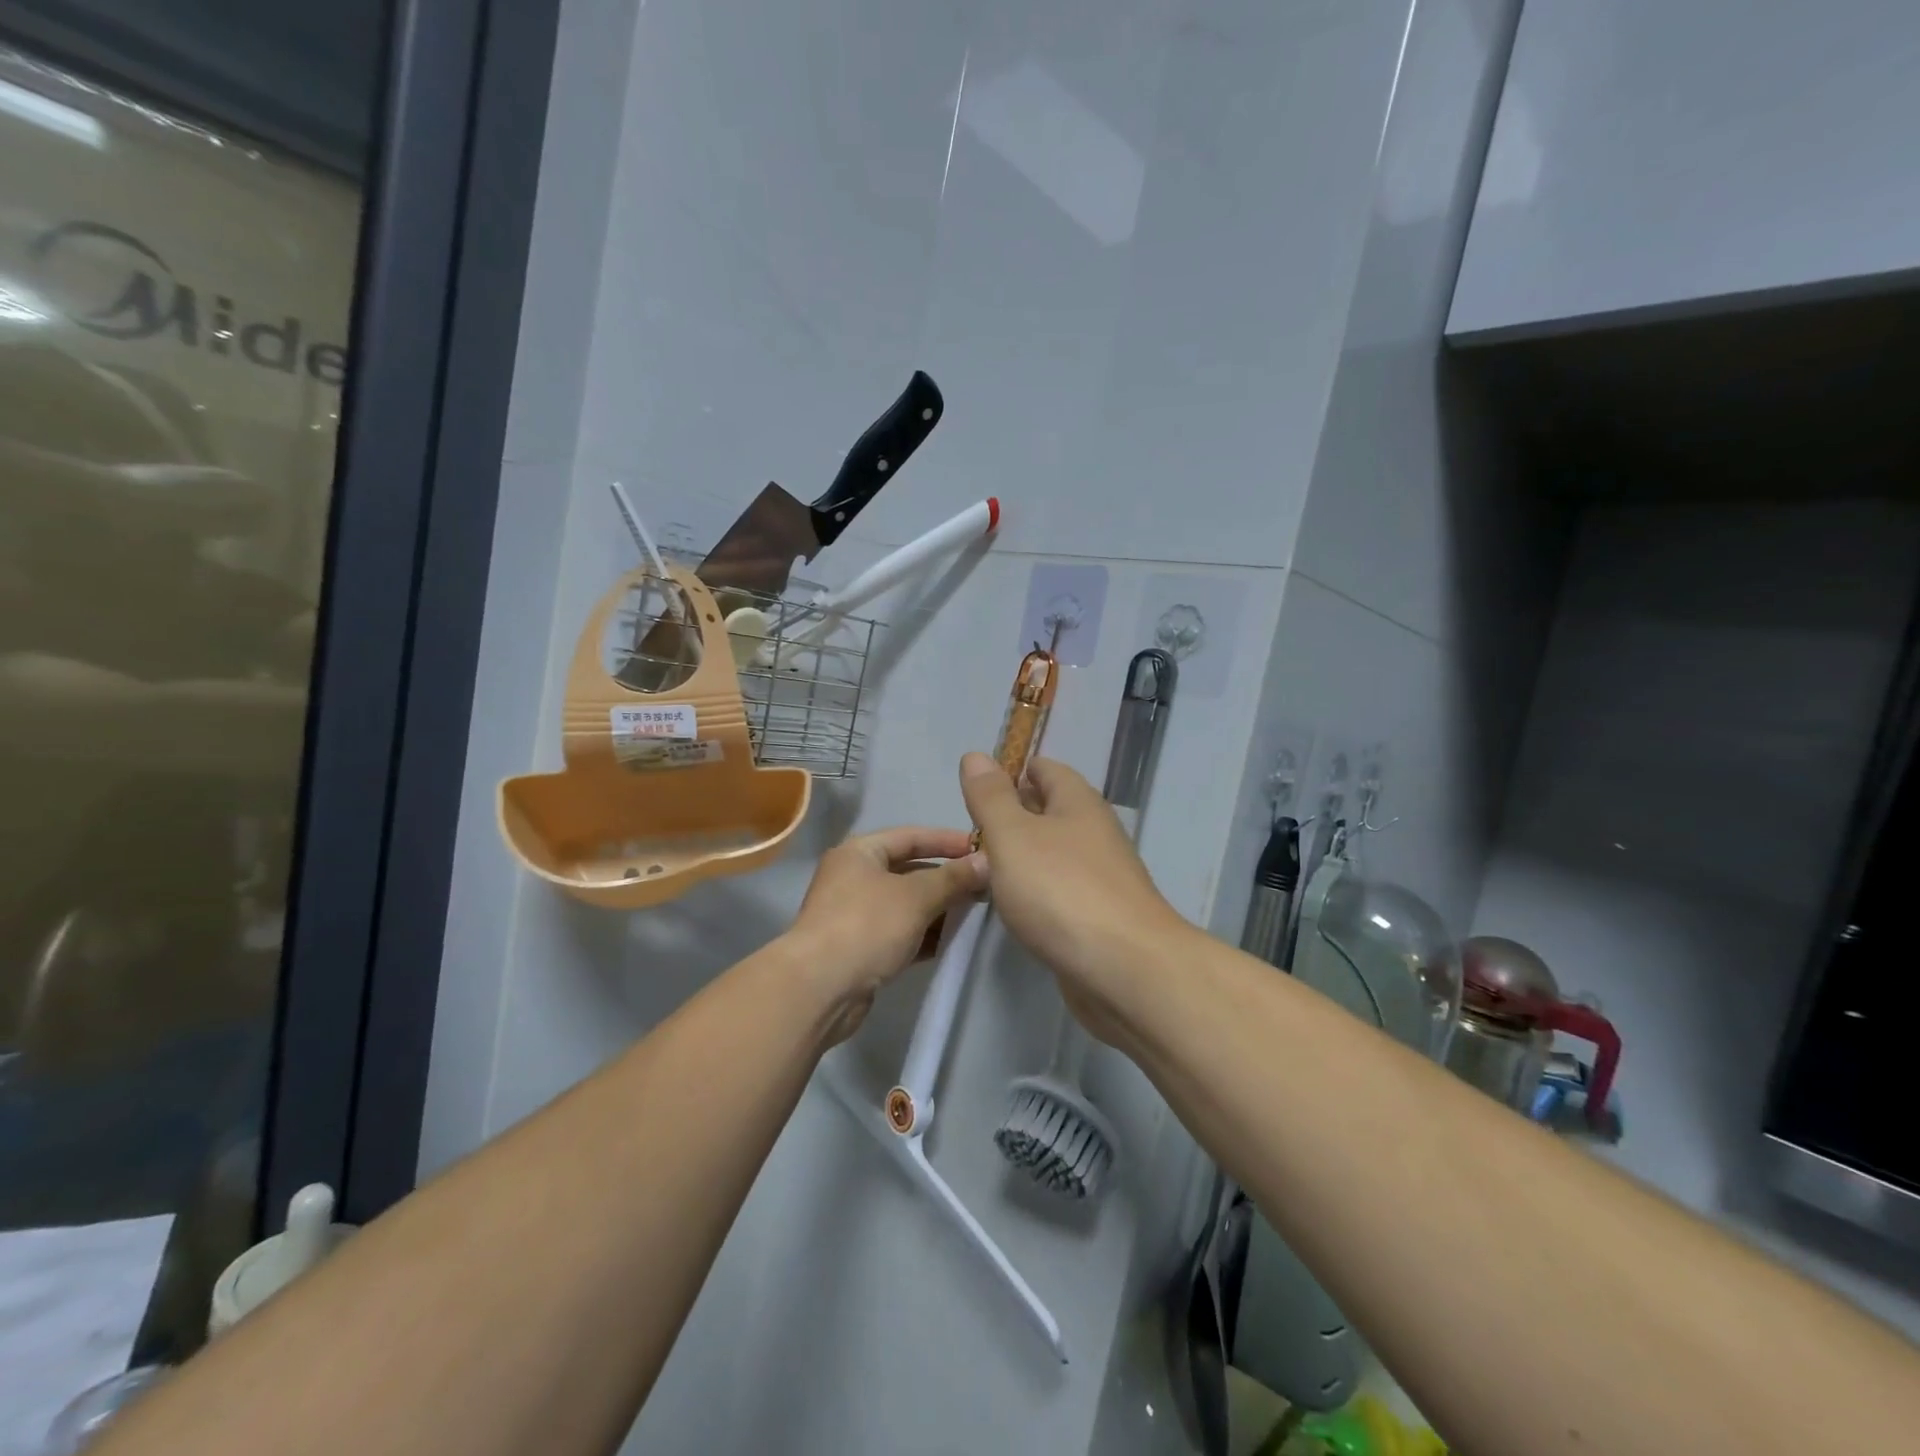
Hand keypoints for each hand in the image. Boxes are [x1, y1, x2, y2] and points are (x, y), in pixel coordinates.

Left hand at [789, 826, 986, 1042]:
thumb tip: (986, 862)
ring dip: (938, 909)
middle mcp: (854, 878)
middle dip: (946, 878)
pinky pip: (900, 934)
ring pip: (906, 905)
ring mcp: (854, 915)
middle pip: (909, 870)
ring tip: (975, 913)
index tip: (982, 848)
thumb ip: (953, 878)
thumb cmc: (866, 926)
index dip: (947, 841)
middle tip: (985, 885)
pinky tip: (952, 942)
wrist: (818, 989)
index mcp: (860, 853)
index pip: (911, 836)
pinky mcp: (860, 949)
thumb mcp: (916, 896)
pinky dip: (924, 935)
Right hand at [958, 753, 1184, 1034]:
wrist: (1124, 969)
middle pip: (1049, 810)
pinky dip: (1035, 890)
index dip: (1011, 772)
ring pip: (1053, 853)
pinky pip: (1059, 889)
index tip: (975, 792)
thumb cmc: (1061, 890)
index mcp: (1077, 802)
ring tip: (981, 867)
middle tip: (970, 832)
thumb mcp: (1012, 836)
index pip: (1044, 769)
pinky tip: (1013, 906)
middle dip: (1012, 815)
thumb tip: (975, 755)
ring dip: (1021, 856)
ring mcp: (1100, 875)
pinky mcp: (1098, 915)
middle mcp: (1093, 832)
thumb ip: (990, 798)